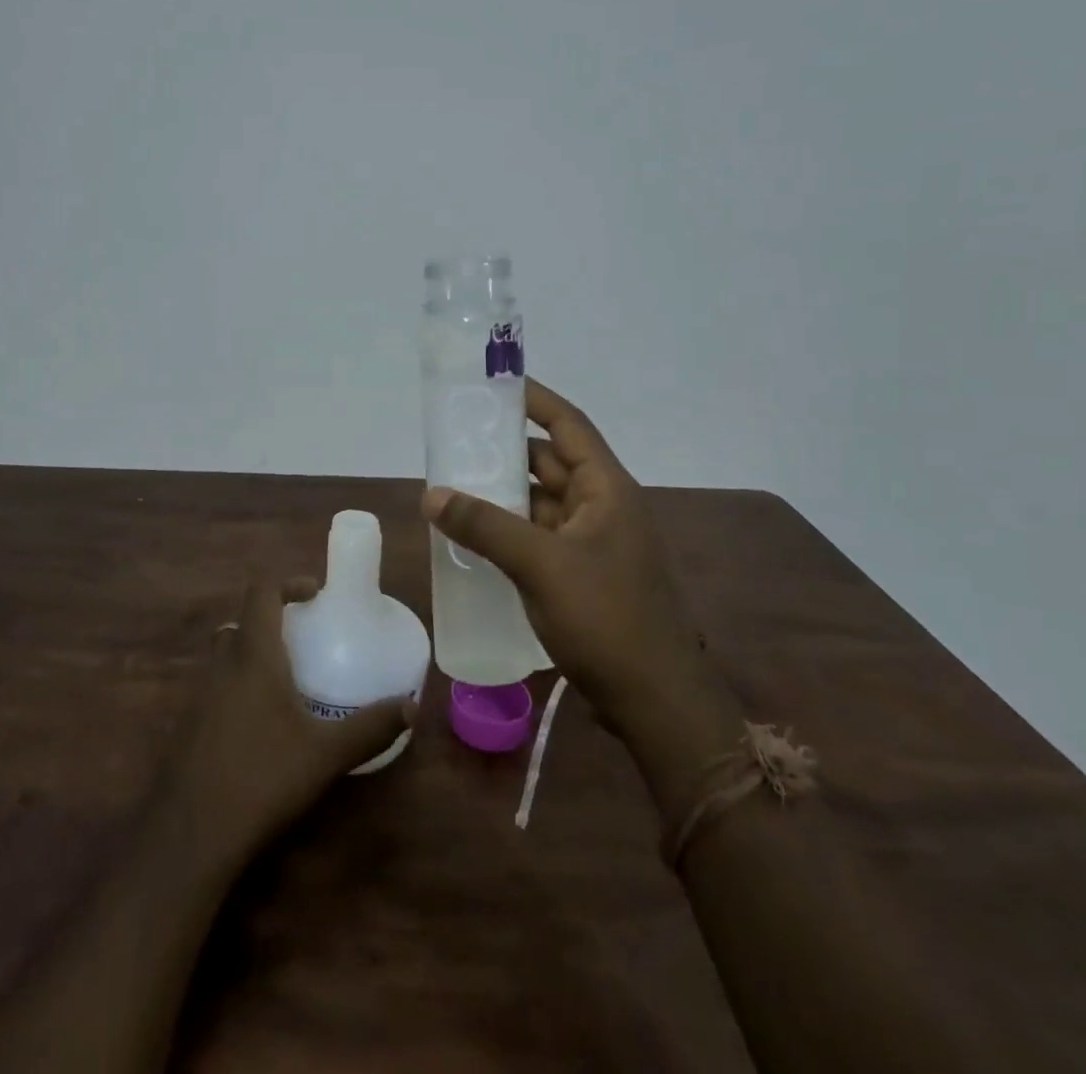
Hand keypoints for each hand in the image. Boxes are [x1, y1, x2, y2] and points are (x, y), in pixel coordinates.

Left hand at [158, 577, 414, 861]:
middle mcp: (222, 666)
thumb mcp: (326, 754)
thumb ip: (370, 727)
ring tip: (288, 684)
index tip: (314, 594)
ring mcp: (199, 696)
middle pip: (240, 623)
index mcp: (253, 656)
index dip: (287, 582)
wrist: (190, 833)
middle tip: (303, 641)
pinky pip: (216, 688)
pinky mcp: (189, 726)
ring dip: (253, 657)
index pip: (261, 592)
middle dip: (270, 622)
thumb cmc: (262, 778)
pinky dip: (239, 689)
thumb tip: (412, 706)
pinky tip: (262, 727)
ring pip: (225, 656)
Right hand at [421, 377, 701, 732]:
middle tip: (457, 440)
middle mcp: (604, 507)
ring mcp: (595, 543)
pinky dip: (510, 531)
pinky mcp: (584, 576)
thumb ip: (485, 526)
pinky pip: (540, 537)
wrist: (653, 703)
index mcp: (608, 489)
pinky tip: (474, 537)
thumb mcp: (541, 565)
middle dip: (506, 451)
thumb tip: (431, 494)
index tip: (496, 383)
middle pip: (551, 462)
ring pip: (543, 502)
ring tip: (454, 485)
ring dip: (505, 494)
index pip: (568, 425)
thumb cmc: (606, 619)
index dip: (535, 399)